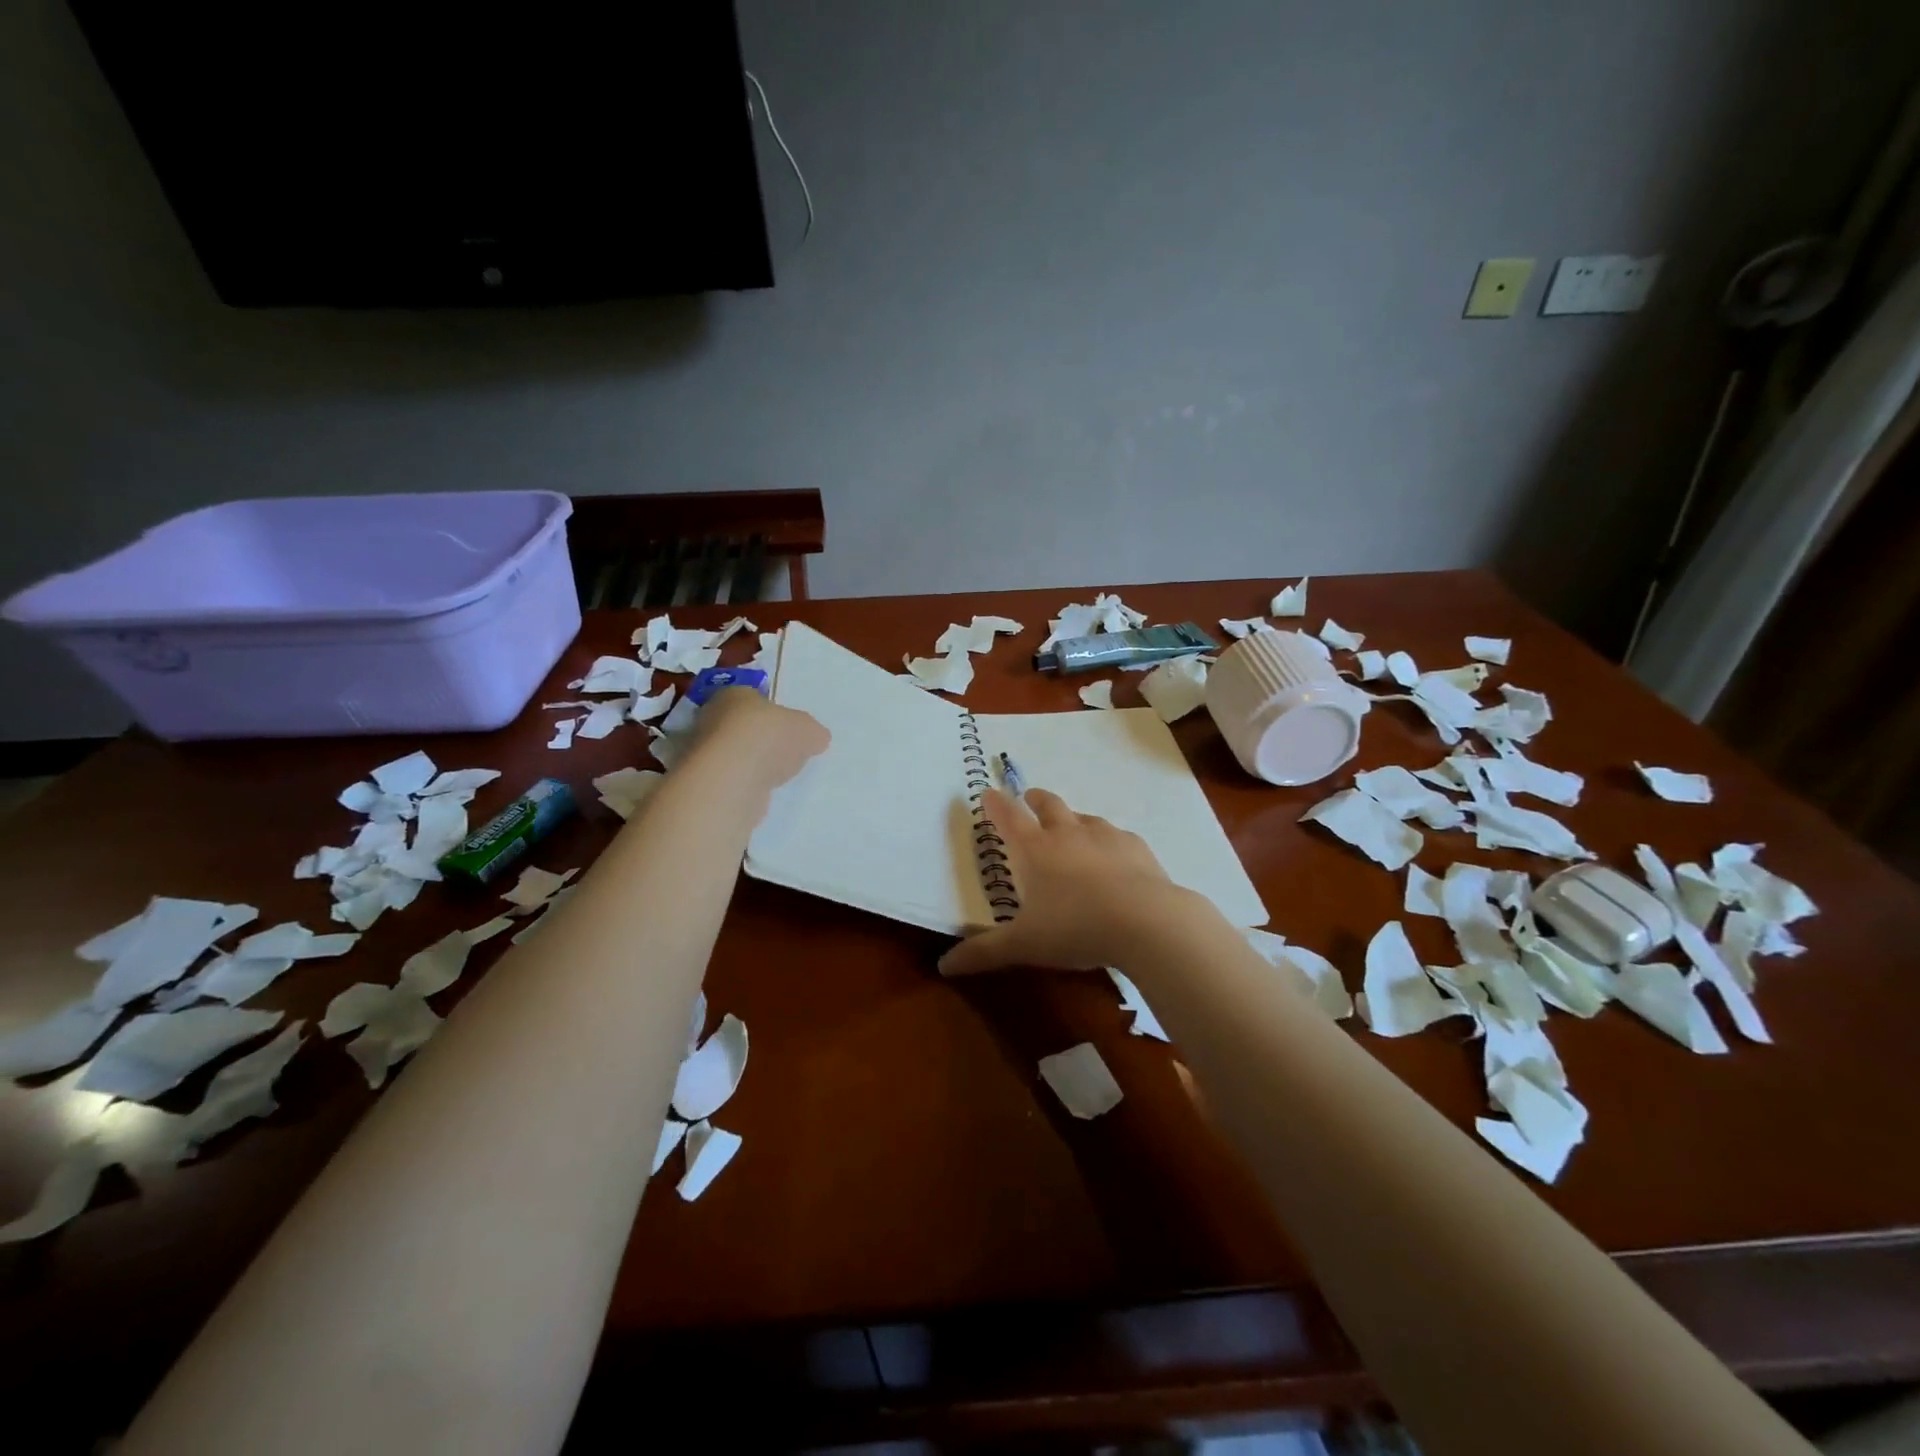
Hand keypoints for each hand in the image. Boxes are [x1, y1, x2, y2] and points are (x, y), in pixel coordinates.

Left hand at [689, 687, 829, 791]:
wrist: (734, 778)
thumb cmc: (770, 737)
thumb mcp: (808, 729)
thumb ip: (811, 732)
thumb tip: (816, 738)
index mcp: (735, 693)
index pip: (752, 696)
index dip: (771, 711)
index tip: (788, 727)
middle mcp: (711, 716)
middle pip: (740, 724)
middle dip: (760, 737)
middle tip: (783, 751)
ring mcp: (703, 751)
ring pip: (732, 752)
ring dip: (750, 762)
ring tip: (775, 774)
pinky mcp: (704, 780)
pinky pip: (729, 777)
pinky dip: (743, 782)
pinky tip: (760, 790)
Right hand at [938, 787, 1200, 975]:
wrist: (1147, 922)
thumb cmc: (1075, 928)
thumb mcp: (1024, 945)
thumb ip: (984, 953)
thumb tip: (943, 966)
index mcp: (1034, 850)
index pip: (1008, 818)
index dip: (995, 804)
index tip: (987, 792)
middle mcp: (1067, 833)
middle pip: (1048, 805)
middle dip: (1035, 800)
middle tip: (1029, 798)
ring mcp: (1105, 836)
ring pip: (1084, 817)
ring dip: (1073, 819)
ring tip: (1072, 828)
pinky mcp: (1136, 847)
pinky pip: (1117, 836)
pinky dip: (1108, 841)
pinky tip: (1114, 856)